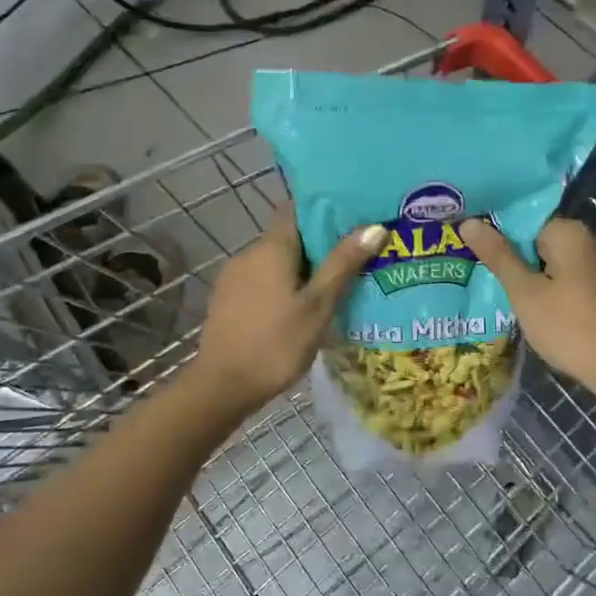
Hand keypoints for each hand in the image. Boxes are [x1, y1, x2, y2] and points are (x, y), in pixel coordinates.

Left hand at [189, 206, 386, 415]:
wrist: (221, 387)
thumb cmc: (276, 344)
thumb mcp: (318, 306)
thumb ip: (343, 264)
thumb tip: (374, 226)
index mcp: (271, 248)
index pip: (296, 208)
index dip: (324, 207)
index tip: (353, 213)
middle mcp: (249, 254)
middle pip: (289, 236)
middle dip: (320, 243)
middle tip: (356, 254)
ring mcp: (234, 277)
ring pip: (276, 261)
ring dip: (303, 267)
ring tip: (335, 282)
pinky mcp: (227, 300)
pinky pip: (262, 280)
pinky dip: (284, 284)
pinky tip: (303, 306)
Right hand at [460, 215, 595, 406]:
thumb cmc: (569, 326)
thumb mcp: (525, 292)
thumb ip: (498, 256)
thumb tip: (469, 222)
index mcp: (568, 232)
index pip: (522, 220)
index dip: (496, 236)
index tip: (473, 254)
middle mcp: (588, 241)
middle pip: (537, 241)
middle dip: (511, 258)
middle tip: (480, 276)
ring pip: (551, 264)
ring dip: (528, 278)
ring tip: (498, 293)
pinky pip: (566, 281)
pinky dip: (548, 291)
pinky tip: (531, 310)